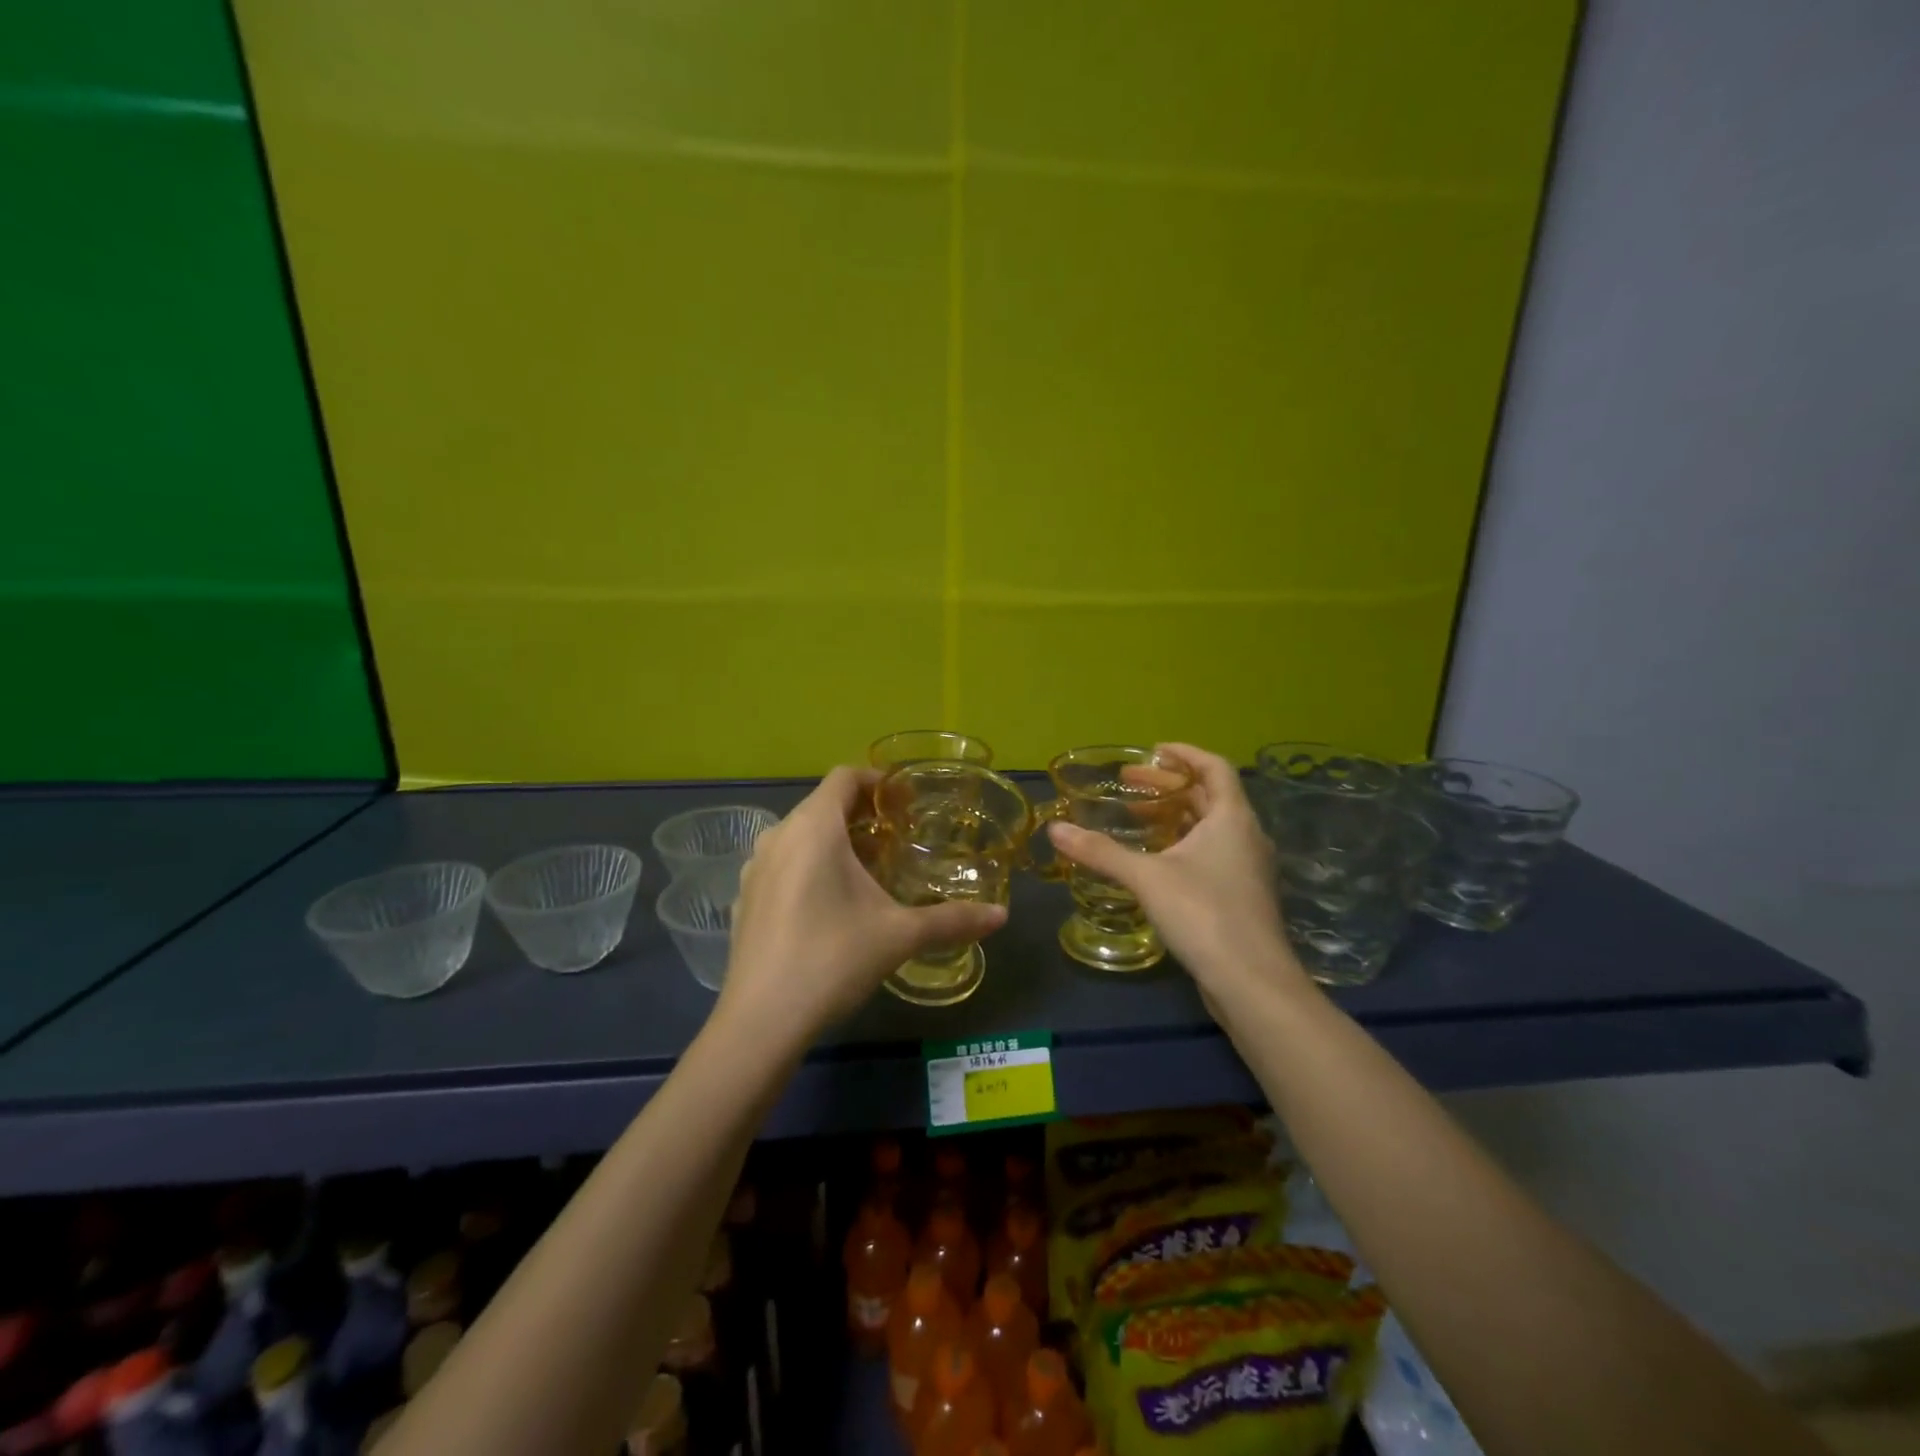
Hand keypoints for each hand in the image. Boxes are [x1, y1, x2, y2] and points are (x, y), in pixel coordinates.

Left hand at [716, 767, 1007, 1047]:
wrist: (761, 1021)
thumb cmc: (833, 959)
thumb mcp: (899, 936)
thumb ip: (952, 920)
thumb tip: (1001, 916)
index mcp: (813, 828)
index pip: (844, 776)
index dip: (878, 781)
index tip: (906, 803)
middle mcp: (777, 836)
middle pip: (822, 805)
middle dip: (861, 814)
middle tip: (897, 838)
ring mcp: (755, 869)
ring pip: (800, 836)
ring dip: (834, 841)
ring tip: (867, 870)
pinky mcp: (744, 899)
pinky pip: (782, 865)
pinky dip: (808, 867)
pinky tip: (829, 906)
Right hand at [1046, 743, 1307, 1006]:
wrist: (1252, 982)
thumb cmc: (1204, 914)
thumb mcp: (1146, 878)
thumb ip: (1100, 852)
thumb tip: (1055, 830)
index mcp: (1232, 818)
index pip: (1214, 767)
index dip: (1184, 754)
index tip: (1152, 751)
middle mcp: (1246, 836)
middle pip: (1209, 796)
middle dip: (1168, 788)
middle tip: (1128, 786)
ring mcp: (1247, 868)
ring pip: (1210, 828)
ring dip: (1175, 817)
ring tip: (1136, 819)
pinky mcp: (1242, 896)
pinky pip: (1212, 853)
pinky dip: (1183, 844)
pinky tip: (1155, 861)